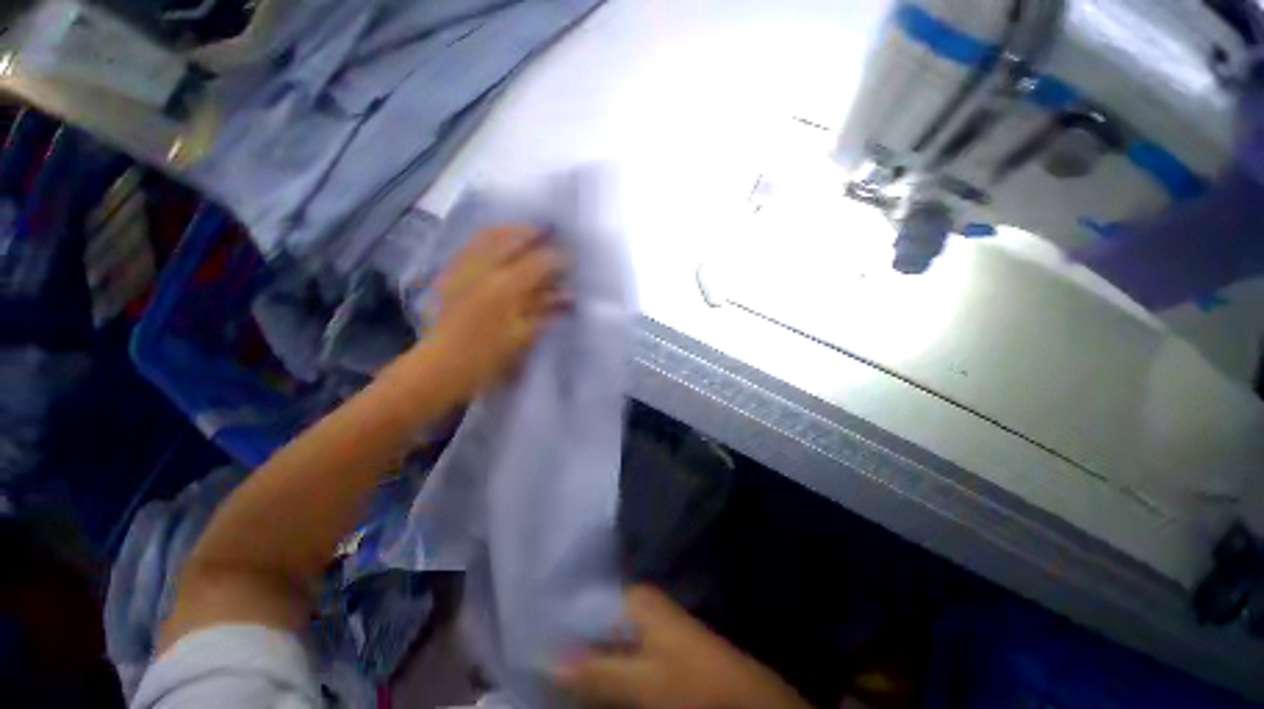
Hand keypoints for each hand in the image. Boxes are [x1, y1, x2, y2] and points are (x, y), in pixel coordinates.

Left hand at [418, 225, 567, 401]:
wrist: (441, 365)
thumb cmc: (487, 357)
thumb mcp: (522, 337)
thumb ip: (546, 312)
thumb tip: (569, 296)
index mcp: (505, 289)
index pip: (538, 262)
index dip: (558, 258)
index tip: (571, 259)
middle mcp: (483, 270)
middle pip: (512, 238)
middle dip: (534, 233)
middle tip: (551, 233)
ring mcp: (462, 268)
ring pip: (488, 235)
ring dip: (511, 229)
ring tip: (527, 230)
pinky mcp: (449, 272)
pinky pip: (469, 244)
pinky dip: (488, 236)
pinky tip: (498, 239)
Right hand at [555, 586, 811, 708]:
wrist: (744, 699)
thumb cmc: (692, 683)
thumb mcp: (641, 682)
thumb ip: (595, 670)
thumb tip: (544, 659)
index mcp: (634, 599)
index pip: (584, 599)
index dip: (557, 619)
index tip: (529, 631)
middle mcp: (638, 604)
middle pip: (592, 621)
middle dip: (568, 640)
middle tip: (535, 654)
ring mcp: (648, 625)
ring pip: (603, 639)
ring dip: (583, 656)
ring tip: (550, 665)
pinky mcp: (656, 647)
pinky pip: (617, 653)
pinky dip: (601, 665)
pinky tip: (583, 677)